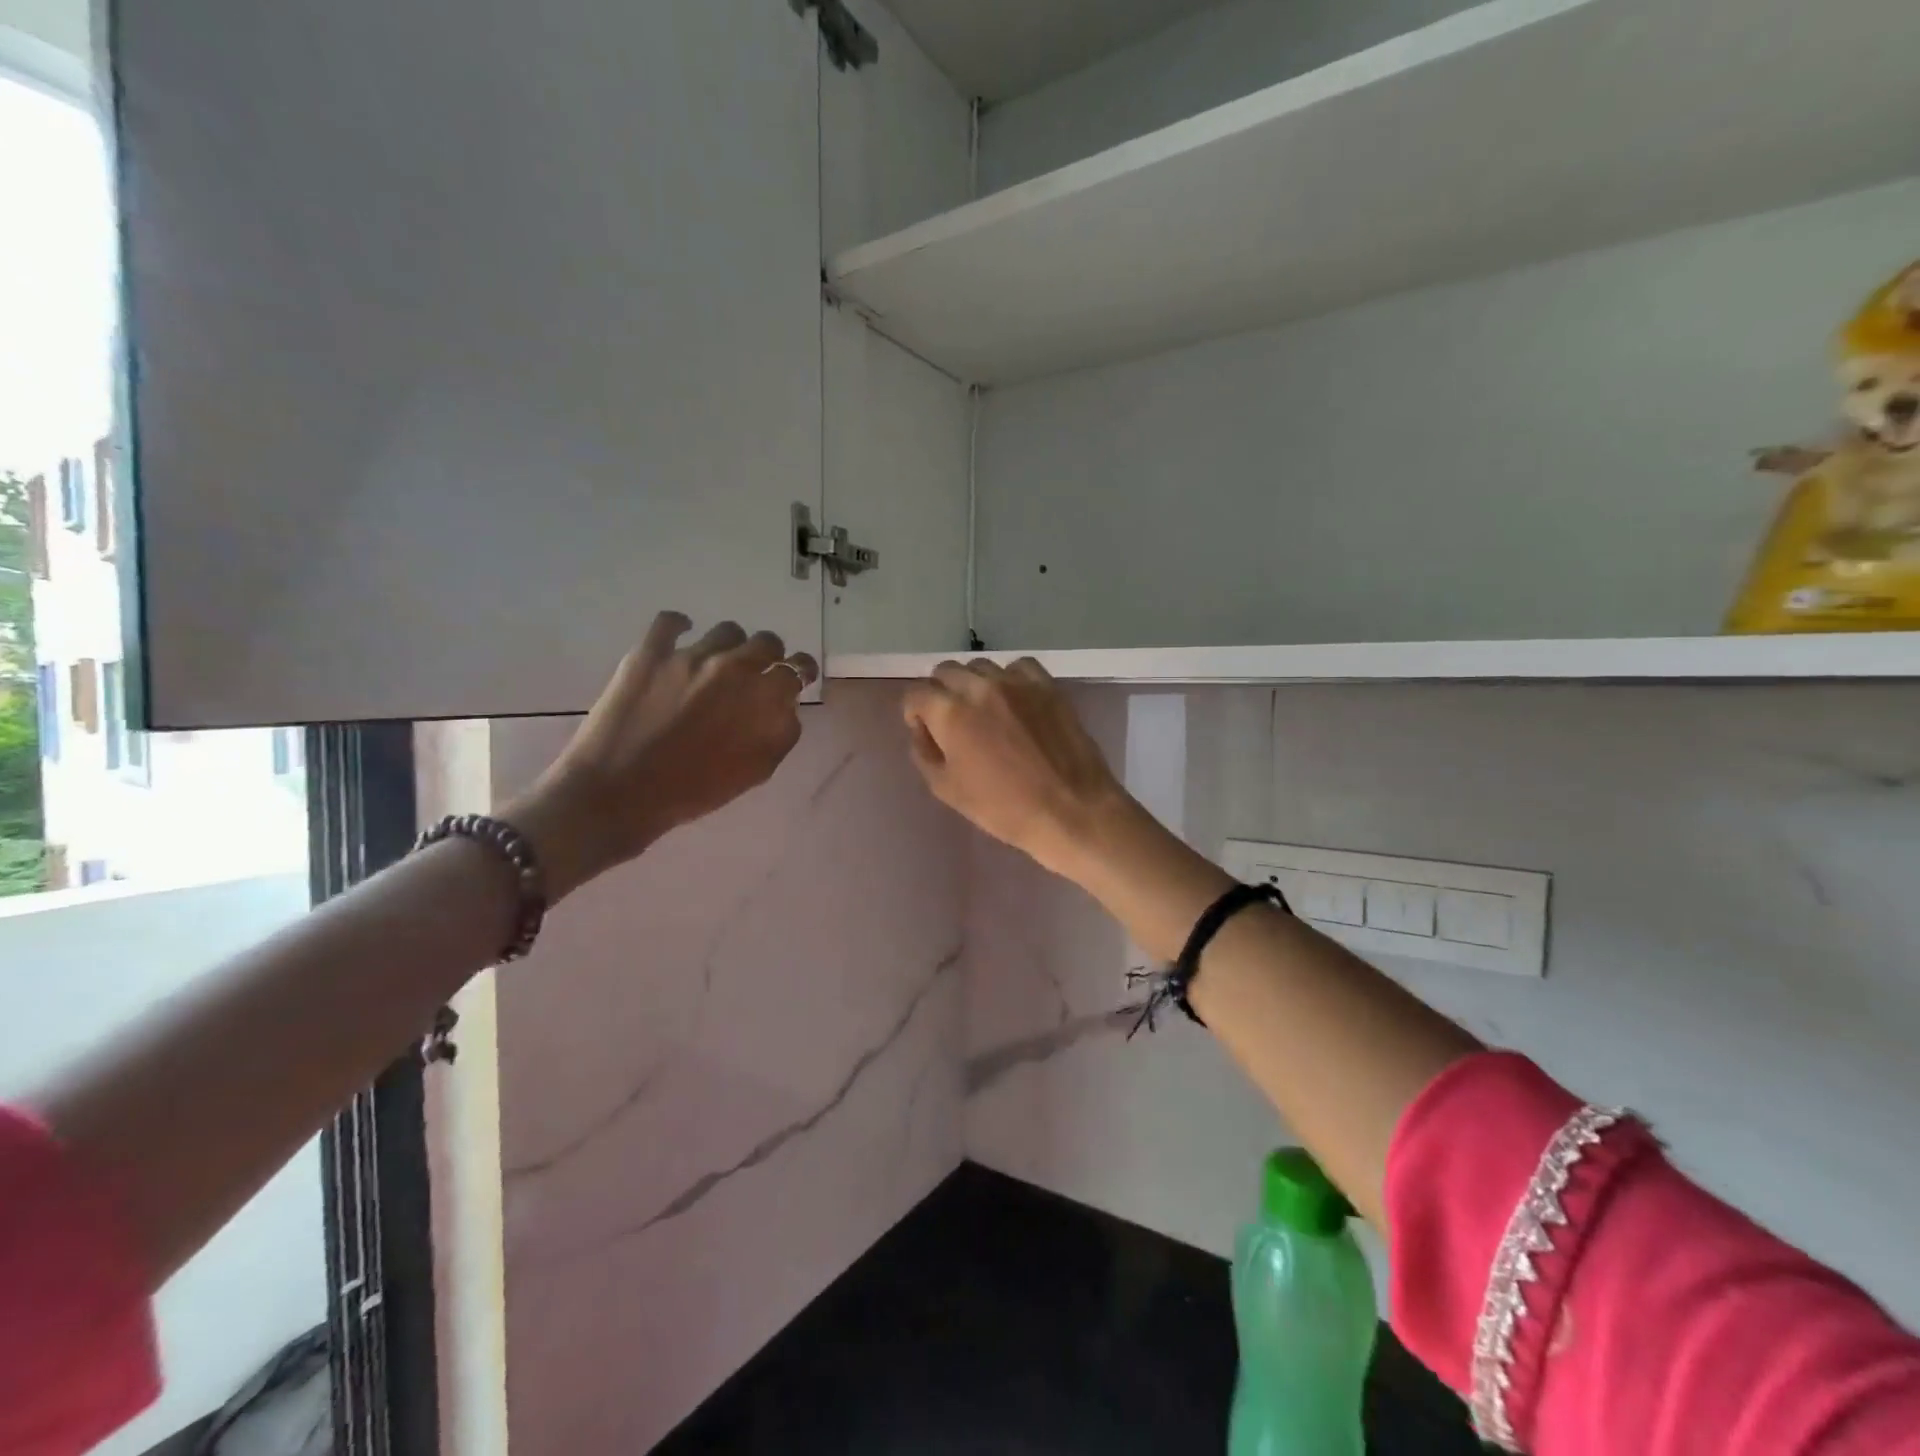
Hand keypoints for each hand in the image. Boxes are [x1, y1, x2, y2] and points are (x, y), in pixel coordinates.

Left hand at [509, 612, 817, 896]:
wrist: (620, 794)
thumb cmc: (694, 791)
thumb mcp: (756, 772)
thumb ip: (781, 733)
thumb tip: (786, 708)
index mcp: (763, 697)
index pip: (797, 668)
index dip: (801, 671)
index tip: (797, 677)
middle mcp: (733, 666)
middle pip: (766, 642)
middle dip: (769, 656)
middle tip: (757, 673)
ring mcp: (690, 655)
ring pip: (726, 631)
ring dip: (731, 645)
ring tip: (719, 662)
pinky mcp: (650, 653)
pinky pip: (670, 622)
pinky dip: (680, 625)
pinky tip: (681, 635)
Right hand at [901, 659, 1137, 879]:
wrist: (1071, 811)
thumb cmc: (1004, 809)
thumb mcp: (948, 790)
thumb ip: (925, 753)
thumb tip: (922, 730)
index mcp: (951, 712)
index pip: (916, 693)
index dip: (914, 713)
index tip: (926, 732)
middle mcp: (980, 686)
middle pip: (946, 672)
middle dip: (941, 694)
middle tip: (953, 723)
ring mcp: (1017, 682)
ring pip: (981, 666)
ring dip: (974, 684)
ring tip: (985, 712)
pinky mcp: (1048, 685)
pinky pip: (1019, 667)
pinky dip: (1010, 679)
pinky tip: (1015, 702)